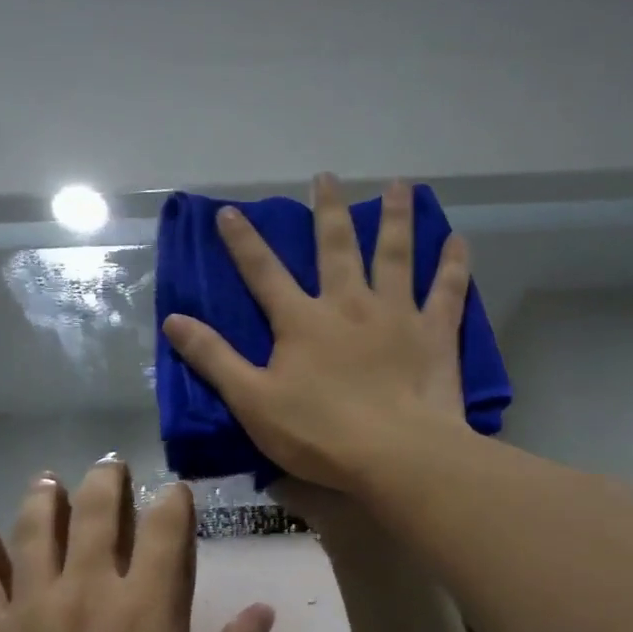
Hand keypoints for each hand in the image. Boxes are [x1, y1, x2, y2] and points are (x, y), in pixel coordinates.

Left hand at [0, 458, 274, 631]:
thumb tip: (262, 608)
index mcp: (146, 606)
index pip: (165, 529)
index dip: (174, 501)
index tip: (176, 491)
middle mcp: (89, 589)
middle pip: (96, 513)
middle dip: (106, 481)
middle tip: (110, 464)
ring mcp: (33, 607)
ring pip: (35, 531)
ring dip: (43, 499)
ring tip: (48, 479)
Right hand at [162, 174, 471, 491]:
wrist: (395, 454)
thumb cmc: (318, 434)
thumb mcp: (252, 402)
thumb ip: (214, 358)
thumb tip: (174, 319)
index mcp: (301, 321)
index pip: (264, 272)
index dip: (243, 242)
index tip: (228, 211)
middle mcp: (348, 304)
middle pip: (336, 247)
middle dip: (327, 210)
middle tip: (326, 176)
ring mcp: (396, 314)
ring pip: (395, 254)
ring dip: (395, 217)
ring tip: (399, 184)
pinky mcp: (435, 333)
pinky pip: (447, 290)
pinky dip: (454, 264)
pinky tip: (459, 240)